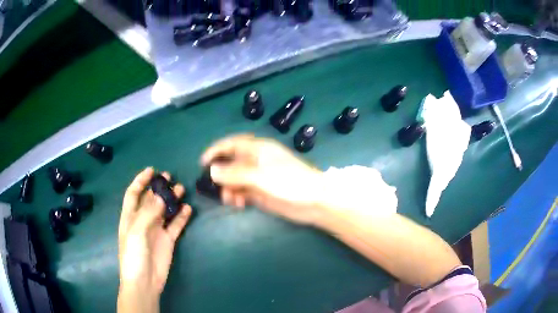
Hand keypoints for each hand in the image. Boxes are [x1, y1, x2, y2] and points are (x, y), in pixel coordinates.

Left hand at [117, 168, 191, 311]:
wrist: (144, 281)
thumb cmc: (134, 255)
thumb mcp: (136, 231)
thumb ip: (148, 213)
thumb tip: (162, 196)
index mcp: (130, 217)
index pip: (133, 194)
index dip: (140, 181)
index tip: (152, 170)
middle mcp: (143, 221)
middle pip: (151, 200)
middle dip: (158, 188)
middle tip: (170, 177)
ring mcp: (156, 230)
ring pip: (165, 210)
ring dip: (171, 200)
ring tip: (181, 189)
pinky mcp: (168, 240)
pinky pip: (176, 225)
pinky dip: (181, 217)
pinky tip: (188, 209)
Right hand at [201, 134, 324, 224]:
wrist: (314, 202)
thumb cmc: (290, 182)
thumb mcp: (261, 176)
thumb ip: (235, 173)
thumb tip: (212, 170)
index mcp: (258, 149)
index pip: (232, 144)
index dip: (216, 150)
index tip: (202, 162)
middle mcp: (257, 161)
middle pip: (232, 163)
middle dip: (221, 173)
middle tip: (213, 186)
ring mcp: (259, 178)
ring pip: (236, 179)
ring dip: (229, 188)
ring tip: (230, 199)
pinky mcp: (262, 193)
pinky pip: (243, 192)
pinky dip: (238, 196)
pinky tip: (239, 204)